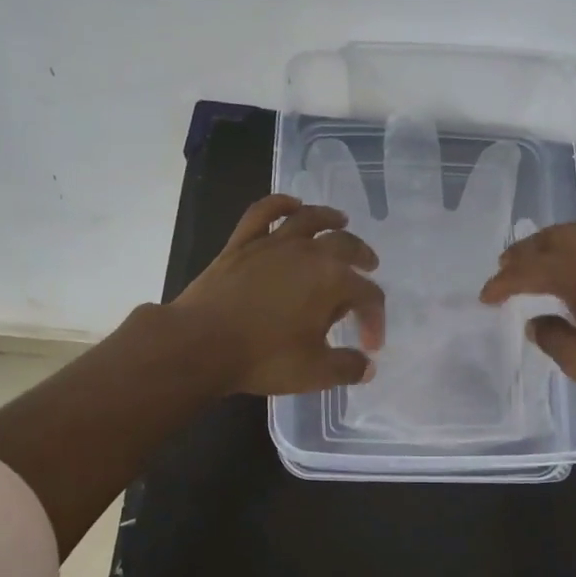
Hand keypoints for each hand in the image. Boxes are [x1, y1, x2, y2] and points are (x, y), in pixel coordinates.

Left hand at [170, 194, 386, 395]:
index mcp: (333, 281)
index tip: (369, 346)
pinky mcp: (242, 244)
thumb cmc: (264, 358)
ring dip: (329, 218)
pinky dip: (280, 204)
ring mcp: (272, 244)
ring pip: (308, 219)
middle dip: (362, 257)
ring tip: (340, 221)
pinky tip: (290, 204)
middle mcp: (308, 253)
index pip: (367, 295)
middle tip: (369, 267)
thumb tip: (366, 367)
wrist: (200, 344)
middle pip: (346, 246)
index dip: (375, 319)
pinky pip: (263, 213)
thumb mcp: (315, 372)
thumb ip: (347, 367)